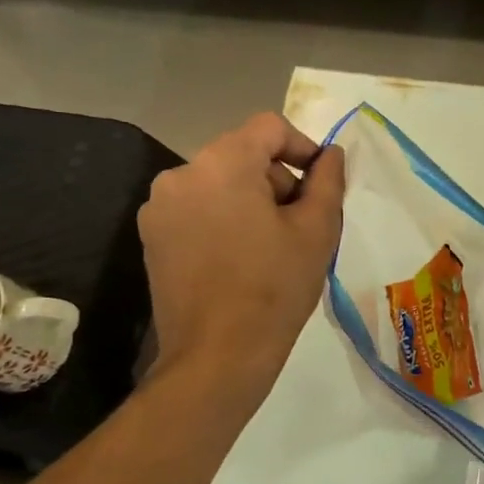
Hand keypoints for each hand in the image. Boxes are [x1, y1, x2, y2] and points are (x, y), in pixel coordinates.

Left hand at [138, 113, 344, 403]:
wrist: (217, 356)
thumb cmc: (275, 288)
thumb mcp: (317, 230)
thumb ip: (327, 180)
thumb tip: (330, 154)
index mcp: (223, 164)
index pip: (270, 127)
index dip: (303, 147)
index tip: (320, 184)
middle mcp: (182, 174)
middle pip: (243, 154)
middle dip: (276, 179)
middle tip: (300, 223)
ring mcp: (160, 206)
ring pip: (219, 182)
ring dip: (251, 199)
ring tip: (272, 245)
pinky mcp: (152, 236)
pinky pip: (198, 208)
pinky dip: (223, 218)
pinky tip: (240, 258)